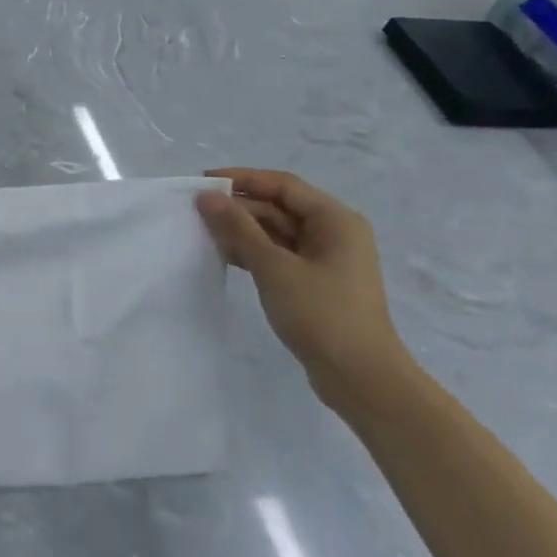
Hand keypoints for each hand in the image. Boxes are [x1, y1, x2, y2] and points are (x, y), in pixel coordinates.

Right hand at [196, 169, 414, 412]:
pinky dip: (252, 252)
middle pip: (279, 207)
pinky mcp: (314, 283)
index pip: (282, 185)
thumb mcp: (274, 267)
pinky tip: (223, 255)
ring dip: (242, 230)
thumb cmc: (321, 313)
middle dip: (239, 207)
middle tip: (195, 211)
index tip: (202, 183)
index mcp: (335, 220)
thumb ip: (238, 228)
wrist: (360, 377)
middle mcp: (334, 233)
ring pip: (276, 232)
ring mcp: (325, 260)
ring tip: (202, 231)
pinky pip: (278, 255)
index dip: (242, 179)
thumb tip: (207, 197)